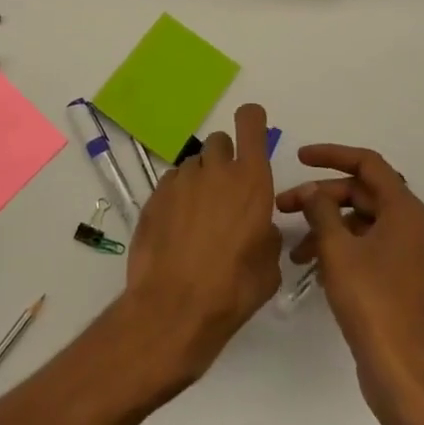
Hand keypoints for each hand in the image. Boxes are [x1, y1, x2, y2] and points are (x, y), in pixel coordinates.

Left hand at [122, 104, 282, 385]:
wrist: (175, 306)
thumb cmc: (233, 288)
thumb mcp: (269, 265)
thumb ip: (266, 233)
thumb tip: (258, 226)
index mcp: (251, 181)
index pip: (250, 123)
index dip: (251, 119)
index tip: (251, 126)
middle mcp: (215, 171)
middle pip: (219, 141)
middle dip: (224, 157)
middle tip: (225, 190)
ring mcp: (180, 182)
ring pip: (193, 164)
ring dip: (200, 179)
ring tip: (199, 216)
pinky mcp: (154, 196)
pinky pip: (171, 183)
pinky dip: (177, 196)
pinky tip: (178, 227)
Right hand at [277, 145, 423, 424]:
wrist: (400, 368)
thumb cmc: (371, 301)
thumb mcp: (337, 250)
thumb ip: (321, 211)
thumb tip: (313, 191)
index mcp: (403, 211)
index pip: (367, 164)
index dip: (332, 155)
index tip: (299, 157)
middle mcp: (408, 225)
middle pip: (360, 192)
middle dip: (320, 197)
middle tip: (284, 207)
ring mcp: (403, 252)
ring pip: (358, 221)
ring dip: (324, 226)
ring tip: (294, 248)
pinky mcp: (395, 276)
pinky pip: (362, 246)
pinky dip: (337, 247)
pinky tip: (311, 267)